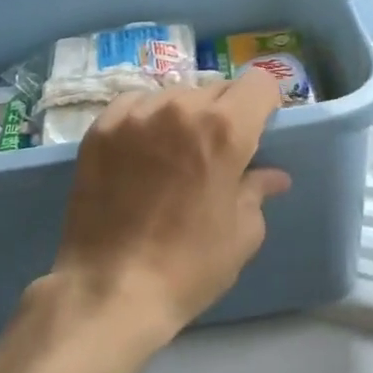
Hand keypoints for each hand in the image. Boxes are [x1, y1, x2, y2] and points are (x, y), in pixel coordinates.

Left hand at [42, 67, 291, 351]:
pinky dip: (146, 119)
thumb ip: (257, 191)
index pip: (259, 82)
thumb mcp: (242, 233)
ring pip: (174, 95)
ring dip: (183, 115)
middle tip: (216, 152)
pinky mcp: (100, 128)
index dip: (265, 103)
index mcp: (224, 129)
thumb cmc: (189, 265)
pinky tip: (141, 151)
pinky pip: (135, 105)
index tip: (259, 128)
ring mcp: (135, 114)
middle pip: (216, 89)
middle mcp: (180, 108)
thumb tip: (272, 176)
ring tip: (174, 154)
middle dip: (225, 114)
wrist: (110, 289)